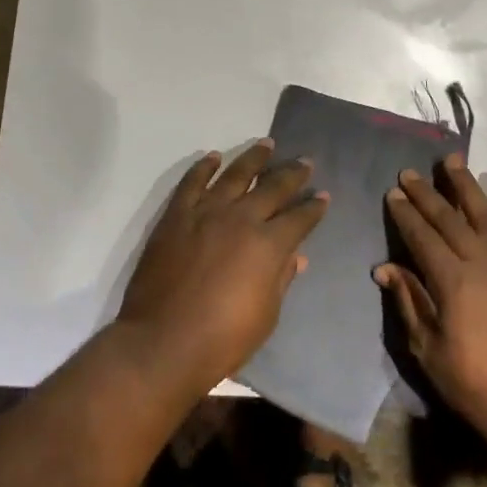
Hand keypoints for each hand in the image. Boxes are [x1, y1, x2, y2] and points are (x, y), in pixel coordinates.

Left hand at [117, 140, 328, 390]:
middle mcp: (241, 218)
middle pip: (273, 187)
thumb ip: (281, 279)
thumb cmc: (222, 338)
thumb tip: (297, 256)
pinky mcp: (176, 215)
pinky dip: (204, 167)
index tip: (323, 196)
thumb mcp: (266, 316)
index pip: (299, 218)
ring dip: (253, 158)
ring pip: (235, 174)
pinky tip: (214, 157)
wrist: (163, 342)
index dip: (314, 207)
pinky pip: (192, 182)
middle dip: (293, 174)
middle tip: (305, 161)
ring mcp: (206, 212)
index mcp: (268, 245)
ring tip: (266, 144)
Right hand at [376, 156, 486, 442]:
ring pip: (486, 215)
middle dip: (427, 193)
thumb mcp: (429, 351)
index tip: (393, 193)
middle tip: (410, 172)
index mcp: (451, 281)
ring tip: (454, 161)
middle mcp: (481, 262)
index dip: (405, 214)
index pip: (422, 237)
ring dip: (468, 185)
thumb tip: (384, 267)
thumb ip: (409, 303)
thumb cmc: (476, 386)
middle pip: (449, 219)